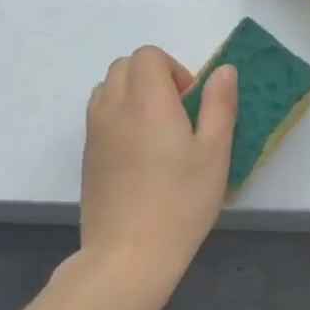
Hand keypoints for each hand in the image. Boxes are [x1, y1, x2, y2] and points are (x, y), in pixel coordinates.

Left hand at [81, 46, 236, 283]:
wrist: (128, 254)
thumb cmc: (180, 201)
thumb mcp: (215, 152)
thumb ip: (220, 104)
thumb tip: (223, 70)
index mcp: (147, 100)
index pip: (148, 55)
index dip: (173, 68)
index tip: (191, 101)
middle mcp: (113, 106)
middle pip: (125, 65)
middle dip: (153, 76)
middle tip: (178, 113)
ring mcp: (94, 131)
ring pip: (108, 88)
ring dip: (132, 93)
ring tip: (157, 131)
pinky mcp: (86, 155)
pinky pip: (99, 115)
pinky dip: (118, 115)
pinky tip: (140, 154)